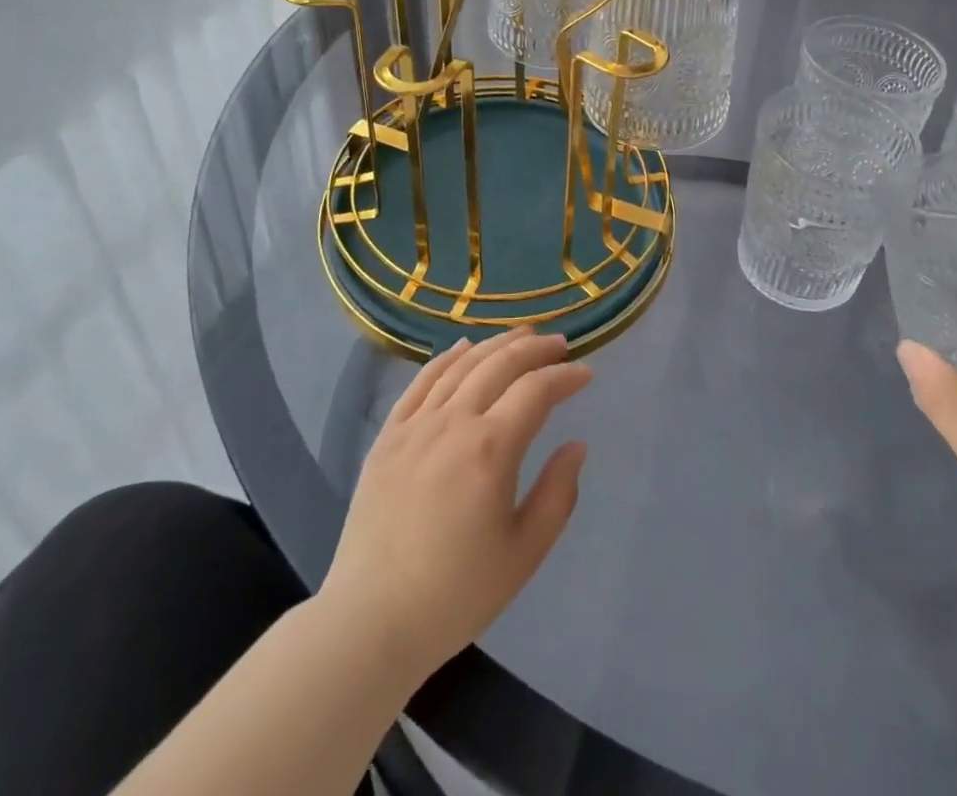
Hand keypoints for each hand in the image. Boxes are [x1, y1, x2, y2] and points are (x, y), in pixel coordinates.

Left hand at [319, 328, 591, 679]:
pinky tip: (462, 348)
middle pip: (499, 365)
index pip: (536, 391)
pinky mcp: (388, 436)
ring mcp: (416, 425)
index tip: (585, 374)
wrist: (371, 620)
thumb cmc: (457, 593)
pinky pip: (421, 382)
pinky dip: (446, 358)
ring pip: (461, 365)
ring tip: (521, 336)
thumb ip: (558, 493)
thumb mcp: (524, 553)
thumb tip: (576, 445)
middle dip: (534, 349)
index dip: (565, 377)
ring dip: (495, 344)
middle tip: (559, 343)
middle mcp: (453, 422)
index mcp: (491, 448)